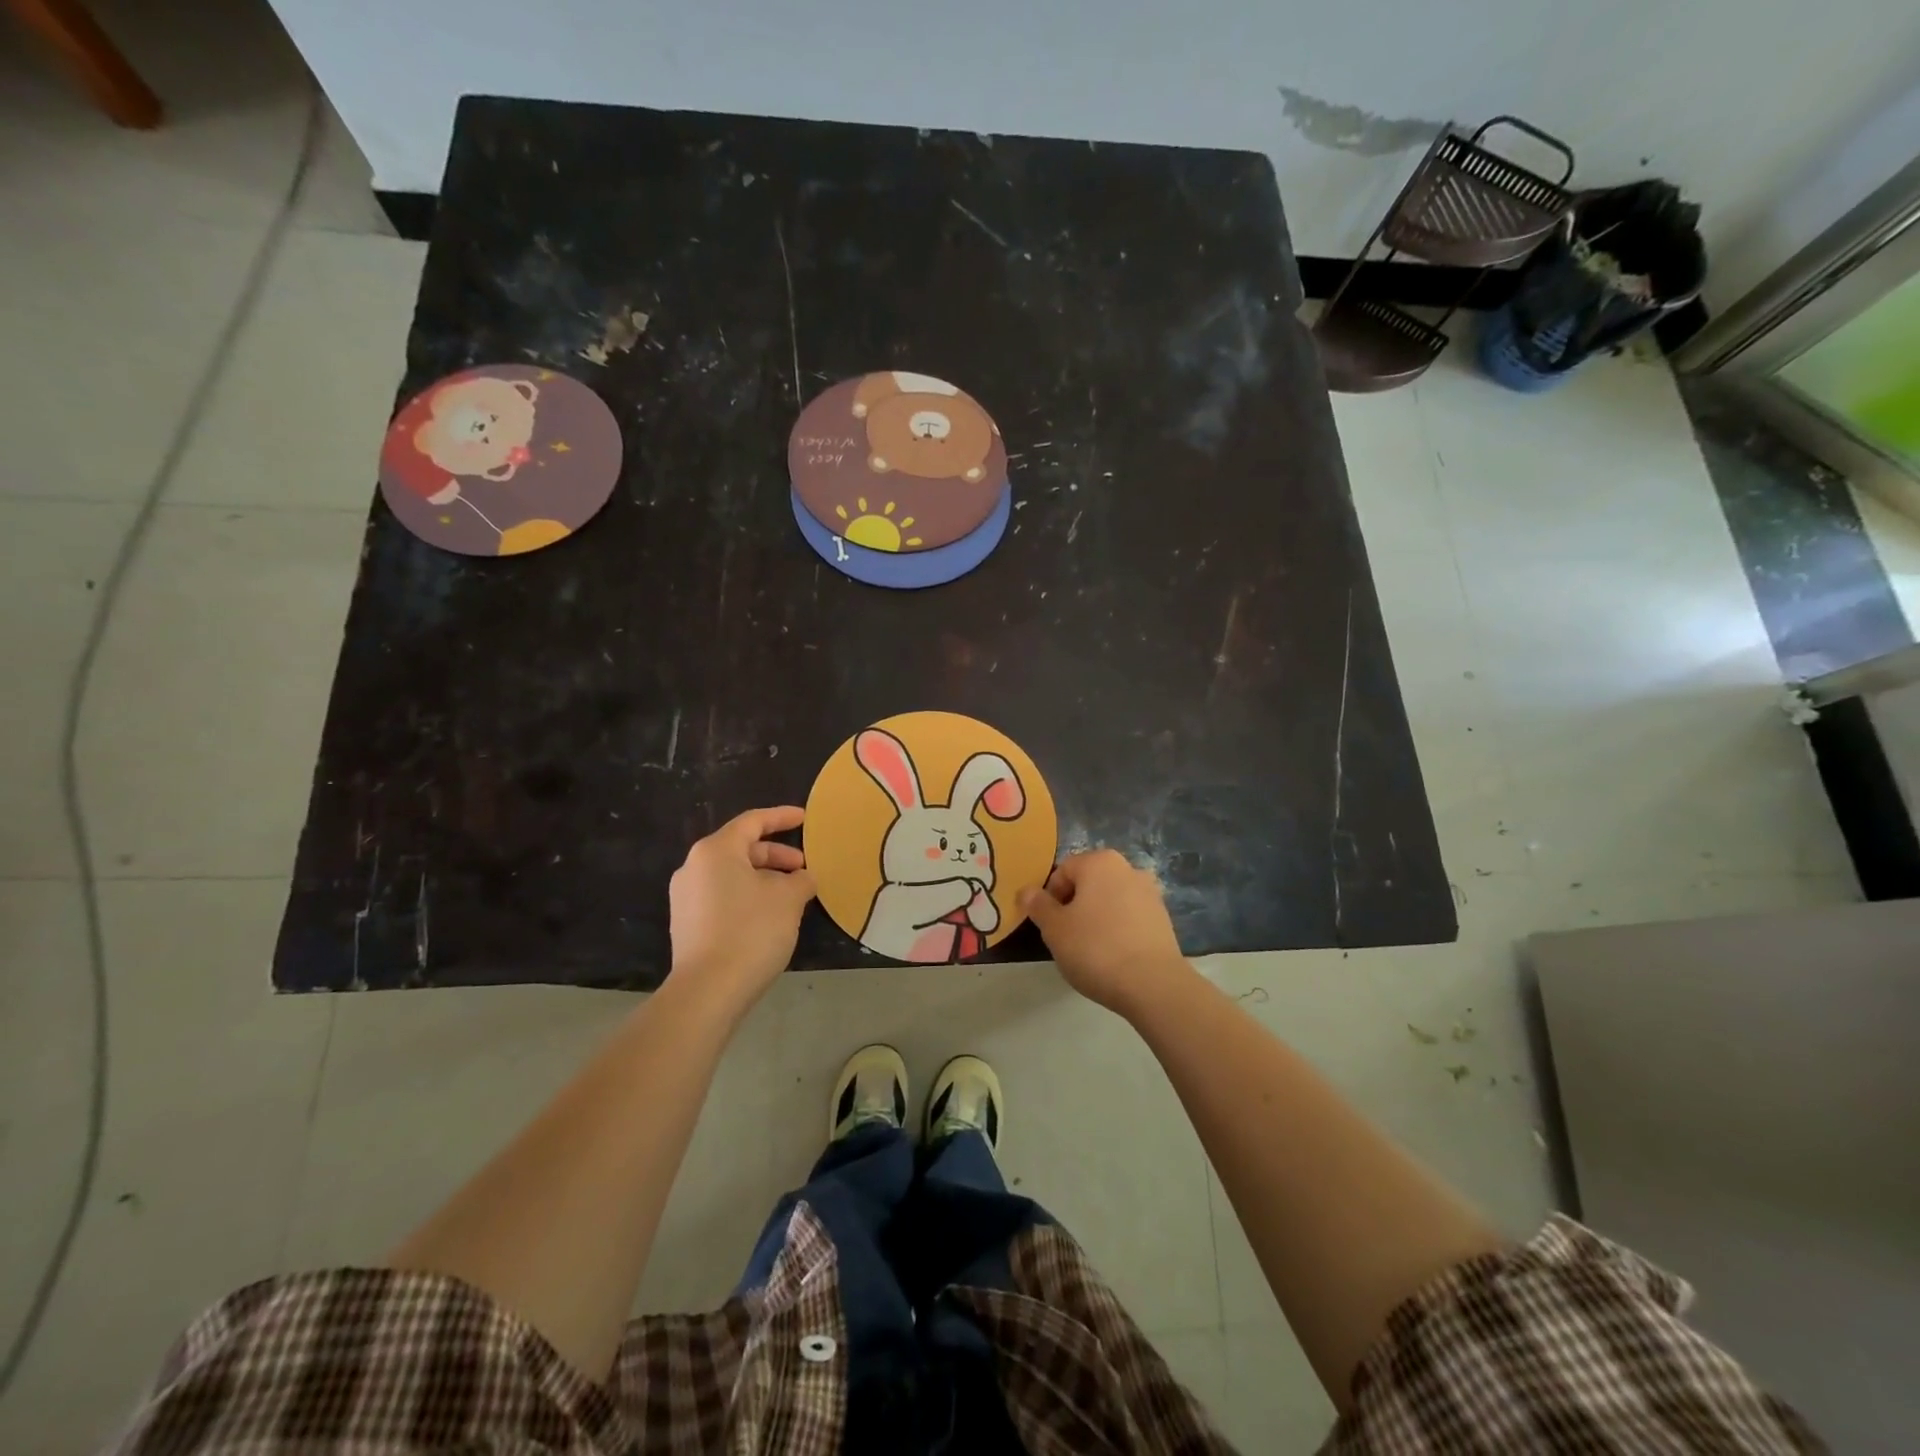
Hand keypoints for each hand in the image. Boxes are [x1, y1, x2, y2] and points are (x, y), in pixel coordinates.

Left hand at [667, 806, 815, 1015]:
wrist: (707, 991)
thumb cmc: (751, 931)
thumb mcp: (789, 899)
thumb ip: (801, 880)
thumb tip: (803, 878)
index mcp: (715, 851)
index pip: (752, 822)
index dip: (781, 817)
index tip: (804, 819)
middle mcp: (694, 868)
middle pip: (741, 849)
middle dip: (776, 856)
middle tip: (803, 869)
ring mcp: (686, 898)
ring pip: (732, 875)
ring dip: (764, 879)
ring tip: (792, 896)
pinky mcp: (687, 925)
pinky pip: (723, 897)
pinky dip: (748, 897)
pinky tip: (770, 917)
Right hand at [1018, 850, 1192, 1017]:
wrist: (1153, 985)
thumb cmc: (1095, 949)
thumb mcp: (1054, 929)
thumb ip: (1038, 905)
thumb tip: (1026, 891)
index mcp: (1100, 862)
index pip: (1062, 871)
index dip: (1050, 898)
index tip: (1050, 926)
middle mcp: (1128, 868)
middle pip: (1088, 883)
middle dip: (1074, 906)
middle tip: (1067, 938)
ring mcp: (1150, 893)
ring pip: (1110, 900)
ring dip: (1097, 918)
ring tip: (1092, 951)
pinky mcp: (1164, 919)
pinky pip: (1130, 917)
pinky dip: (1118, 930)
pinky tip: (1114, 957)